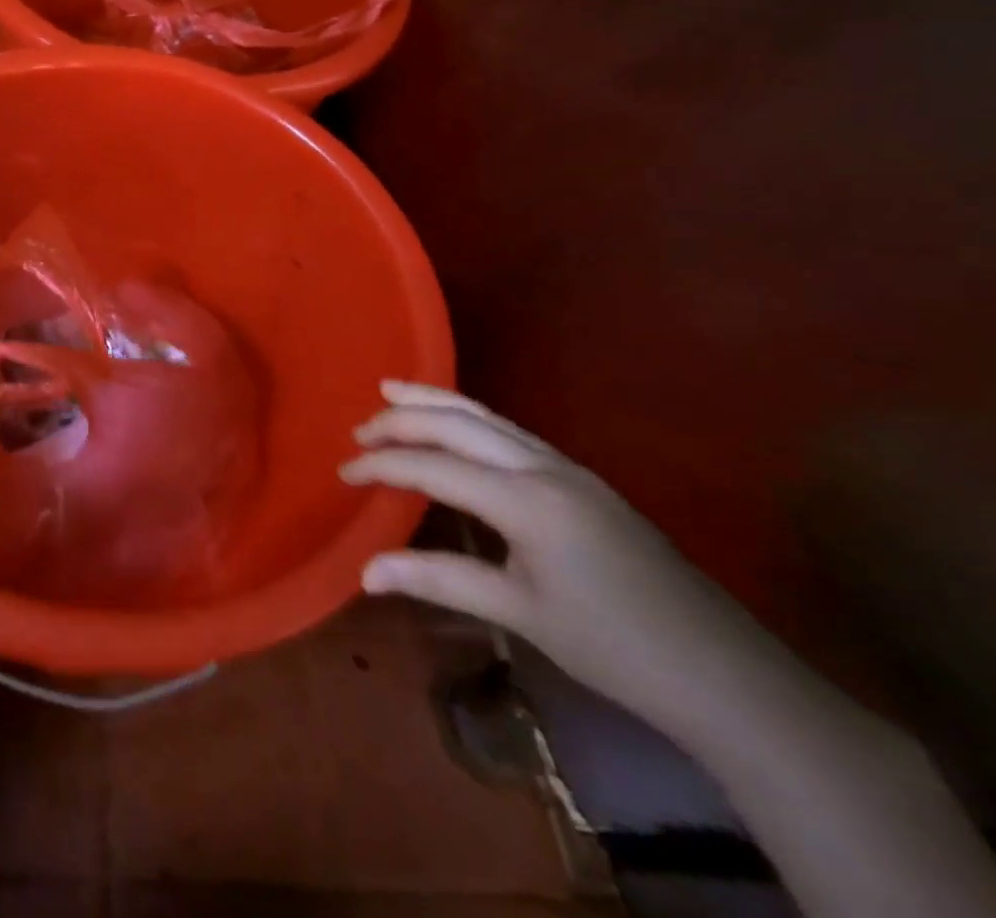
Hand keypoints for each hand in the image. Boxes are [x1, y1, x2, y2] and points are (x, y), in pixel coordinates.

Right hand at [340, 381, 776, 727]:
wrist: (724, 674)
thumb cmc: (615, 647)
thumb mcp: (520, 612)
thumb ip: (439, 580)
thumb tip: (365, 572)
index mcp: (527, 500)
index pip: (434, 465)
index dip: (382, 465)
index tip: (342, 473)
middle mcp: (544, 468)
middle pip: (459, 423)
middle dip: (403, 419)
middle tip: (359, 429)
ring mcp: (568, 469)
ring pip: (488, 417)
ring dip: (435, 403)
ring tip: (391, 391)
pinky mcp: (582, 480)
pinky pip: (509, 432)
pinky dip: (468, 419)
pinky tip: (456, 427)